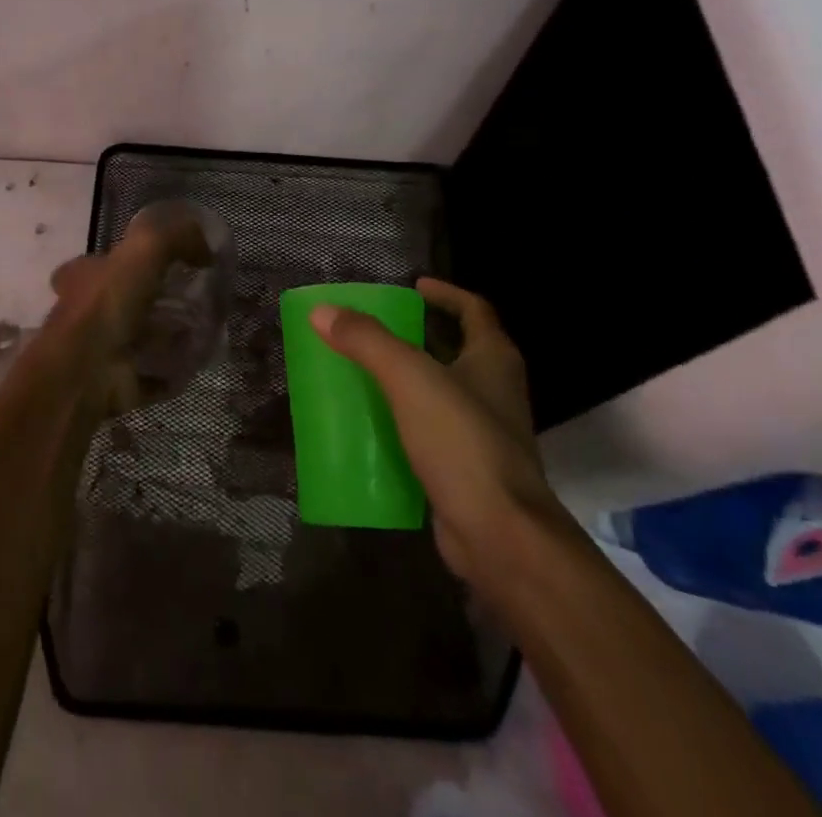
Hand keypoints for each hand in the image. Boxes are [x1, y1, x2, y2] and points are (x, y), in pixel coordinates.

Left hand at [42, 205, 211, 415]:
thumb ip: (177, 237)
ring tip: (206, 327)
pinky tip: (198, 359)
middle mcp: (89, 311)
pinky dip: (174, 369)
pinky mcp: (119, 383)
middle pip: (128, 300)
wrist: (86, 374)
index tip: (168, 262)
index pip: (104, 261)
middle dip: (159, 299)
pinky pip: (155, 374)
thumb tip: (205, 247)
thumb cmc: (107, 303)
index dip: (130, 259)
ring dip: (170, 335)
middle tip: (197, 297)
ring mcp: (103, 349)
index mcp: (85, 276)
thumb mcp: (145, 249)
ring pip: (142, 336)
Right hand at [311, 278, 550, 581]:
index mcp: (494, 359)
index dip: (445, 293)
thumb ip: (366, 341)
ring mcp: (486, 433)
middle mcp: (496, 390)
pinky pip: (432, 432)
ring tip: (365, 372)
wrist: (499, 536)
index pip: (474, 309)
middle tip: (376, 330)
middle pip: (458, 348)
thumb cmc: (462, 441)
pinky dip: (405, 422)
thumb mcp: (409, 378)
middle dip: (419, 335)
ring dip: (409, 380)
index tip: (412, 286)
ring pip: (443, 392)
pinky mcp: (469, 469)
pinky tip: (373, 426)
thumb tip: (322, 310)